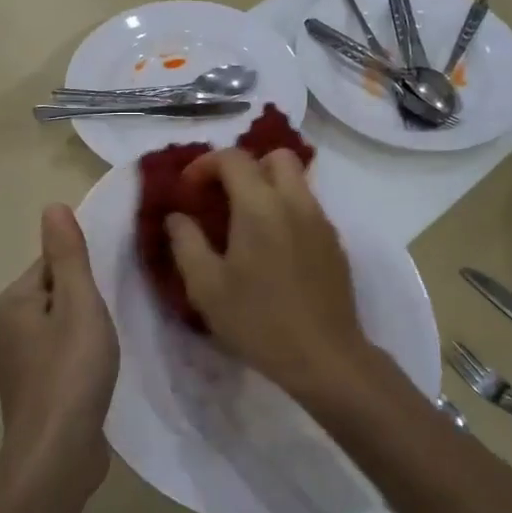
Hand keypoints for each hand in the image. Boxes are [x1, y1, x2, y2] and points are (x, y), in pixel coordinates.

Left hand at [0, 205, 118, 494]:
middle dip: (88, 299)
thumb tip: (52, 206)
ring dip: (88, 329)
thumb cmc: (70, 371)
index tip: (114, 283)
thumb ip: (69, 255)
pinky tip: (102, 370)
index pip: (52, 264)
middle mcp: (8, 328)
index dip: (86, 270)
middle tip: (119, 312)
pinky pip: (62, 357)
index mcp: (13, 301)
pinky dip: (82, 357)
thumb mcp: (79, 304)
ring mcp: (20, 364)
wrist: (57, 456)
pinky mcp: (36, 392)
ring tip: (115, 340)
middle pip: (57, 294)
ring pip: (61, 327)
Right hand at [164, 149, 375, 405]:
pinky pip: (308, 207)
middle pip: (275, 156)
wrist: (324, 356)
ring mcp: (321, 221)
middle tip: (222, 197)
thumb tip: (177, 216)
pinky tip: (272, 248)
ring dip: (268, 187)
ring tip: (245, 223)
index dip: (204, 164)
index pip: (233, 158)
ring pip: (296, 180)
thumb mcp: (206, 287)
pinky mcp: (334, 242)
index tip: (188, 190)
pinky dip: (286, 209)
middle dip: (245, 166)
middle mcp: (295, 202)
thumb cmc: (258, 321)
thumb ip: (186, 243)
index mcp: (260, 206)